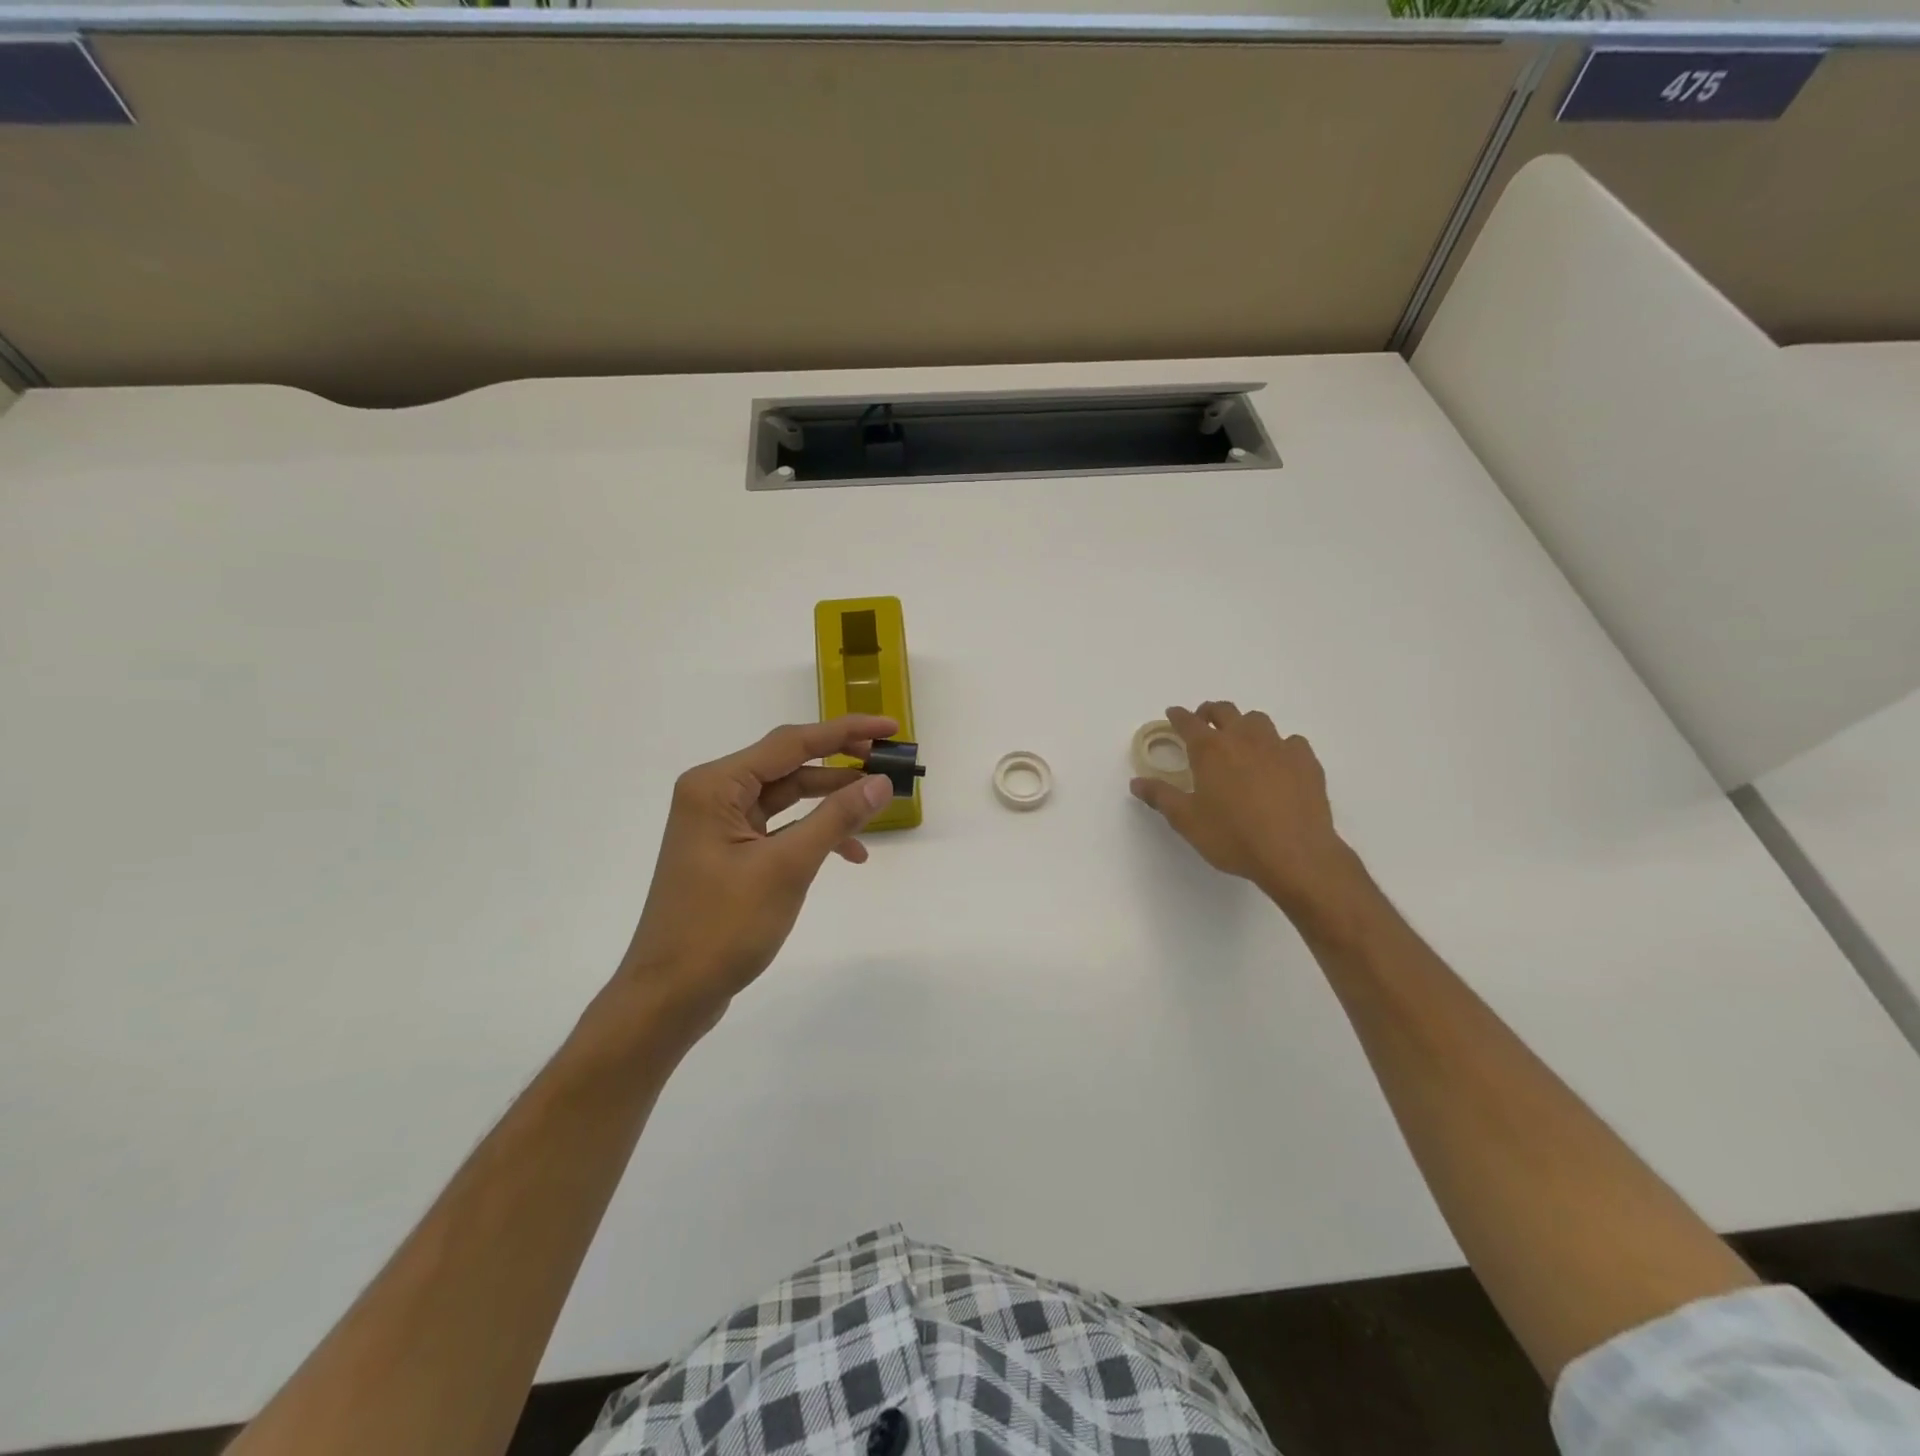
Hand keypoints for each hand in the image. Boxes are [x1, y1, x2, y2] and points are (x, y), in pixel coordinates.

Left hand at [614, 716, 897, 1040]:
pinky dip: (813, 835)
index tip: (890, 727)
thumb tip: (880, 782)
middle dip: (841, 767)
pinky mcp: (729, 853)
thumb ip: (836, 818)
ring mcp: (720, 826)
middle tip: (889, 766)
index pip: (791, 743)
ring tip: (877, 808)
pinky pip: (779, 828)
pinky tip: (849, 854)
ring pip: (788, 798)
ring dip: (831, 804)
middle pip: (789, 765)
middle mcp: (715, 795)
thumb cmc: (722, 926)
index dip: (845, 732)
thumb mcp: (787, 867)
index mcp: (717, 786)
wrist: (669, 995)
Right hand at [1130, 702, 1361, 917]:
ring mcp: (1278, 746)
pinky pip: (1290, 742)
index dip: (1178, 716)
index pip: (1188, 722)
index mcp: (1210, 749)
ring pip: (1258, 720)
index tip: (1173, 714)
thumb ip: (1160, 797)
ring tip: (1240, 741)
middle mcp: (1243, 738)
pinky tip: (1278, 763)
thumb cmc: (1233, 836)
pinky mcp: (1306, 761)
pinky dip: (1279, 746)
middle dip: (1210, 712)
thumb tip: (1137, 782)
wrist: (1295, 853)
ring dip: (1244, 725)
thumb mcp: (1187, 821)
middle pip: (1224, 711)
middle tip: (1204, 723)